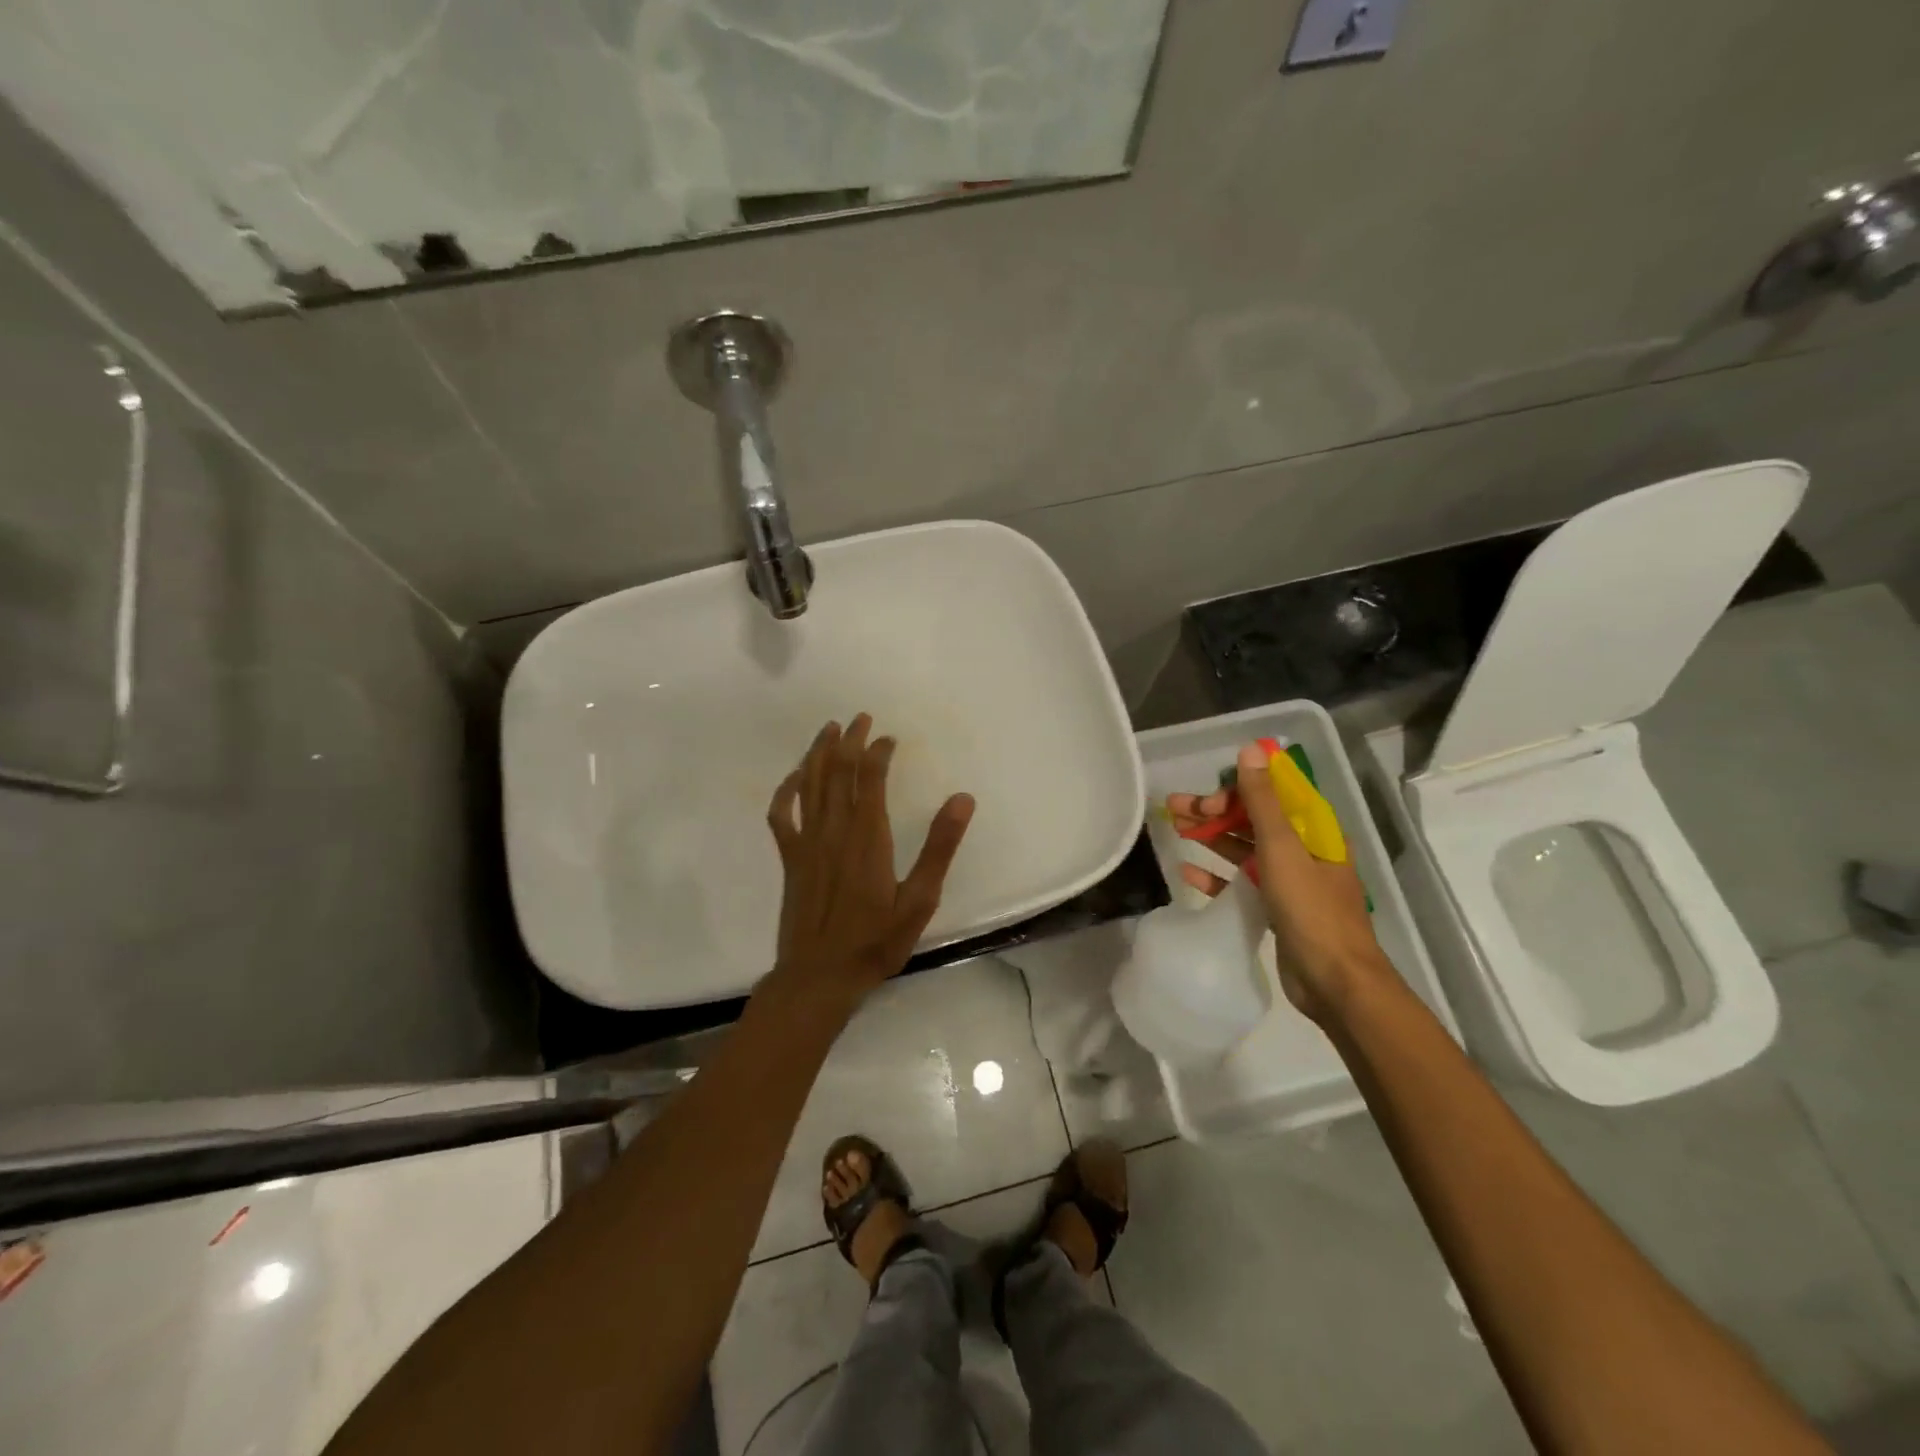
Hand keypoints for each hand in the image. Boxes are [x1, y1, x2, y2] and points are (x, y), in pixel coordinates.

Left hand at [767, 714, 975, 1003]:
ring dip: (818, 753)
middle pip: (837, 772)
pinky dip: (786, 790)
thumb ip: (940, 847)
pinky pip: (781, 814)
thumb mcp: (920, 900)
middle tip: (860, 718)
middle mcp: (834, 831)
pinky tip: (794, 777)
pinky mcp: (790, 858)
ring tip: (829, 730)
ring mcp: (806, 842)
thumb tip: (962, 799)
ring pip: (809, 784)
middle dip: (849, 741)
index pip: (871, 779)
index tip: (890, 738)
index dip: (879, 752)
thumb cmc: (875, 942)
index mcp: (868, 837)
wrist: (819, 977)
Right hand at [1166, 742, 1394, 1023]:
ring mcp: (1290, 881)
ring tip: (1175, 828)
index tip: (1204, 797)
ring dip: (1212, 837)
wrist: (1335, 982)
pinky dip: (1217, 875)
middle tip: (1175, 808)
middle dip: (1214, 811)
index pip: (1272, 794)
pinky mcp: (1276, 909)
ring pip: (1245, 849)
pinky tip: (1188, 871)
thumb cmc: (1312, 911)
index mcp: (1313, 831)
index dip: (1236, 788)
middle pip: (1253, 819)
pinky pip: (1242, 883)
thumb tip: (1251, 751)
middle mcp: (1303, 851)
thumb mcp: (1283, 850)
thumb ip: (1263, 802)